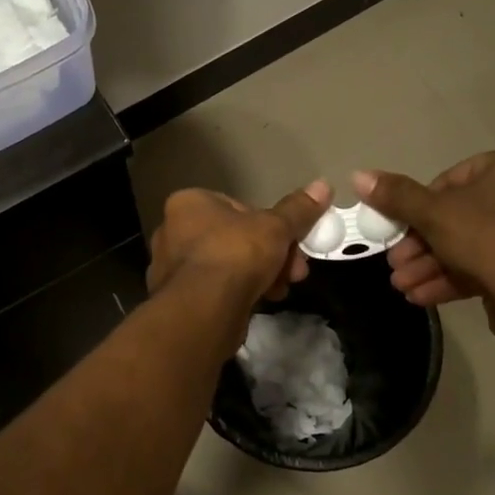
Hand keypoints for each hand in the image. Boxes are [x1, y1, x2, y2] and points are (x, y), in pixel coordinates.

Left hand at [148, 181, 332, 308]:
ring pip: (228, 265)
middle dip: (270, 254)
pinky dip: (240, 293)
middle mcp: (172, 231)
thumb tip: (323, 185)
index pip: (237, 207)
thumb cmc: (236, 254)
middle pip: (235, 238)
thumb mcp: (276, 227)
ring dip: (260, 275)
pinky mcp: (178, 298)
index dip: (269, 225)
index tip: (291, 241)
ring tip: (282, 288)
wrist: (205, 309)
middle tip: (295, 270)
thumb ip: (298, 209)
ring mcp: (171, 267)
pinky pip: (216, 289)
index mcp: (188, 204)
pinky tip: (261, 301)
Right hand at [354, 148, 494, 343]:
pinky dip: (454, 276)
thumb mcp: (432, 214)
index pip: (453, 178)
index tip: (400, 229)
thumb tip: (358, 175)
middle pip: (459, 215)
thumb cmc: (486, 240)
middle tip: (396, 263)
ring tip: (402, 284)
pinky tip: (421, 296)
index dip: (419, 206)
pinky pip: (487, 263)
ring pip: (470, 243)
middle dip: (421, 244)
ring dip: (431, 264)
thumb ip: (396, 195)